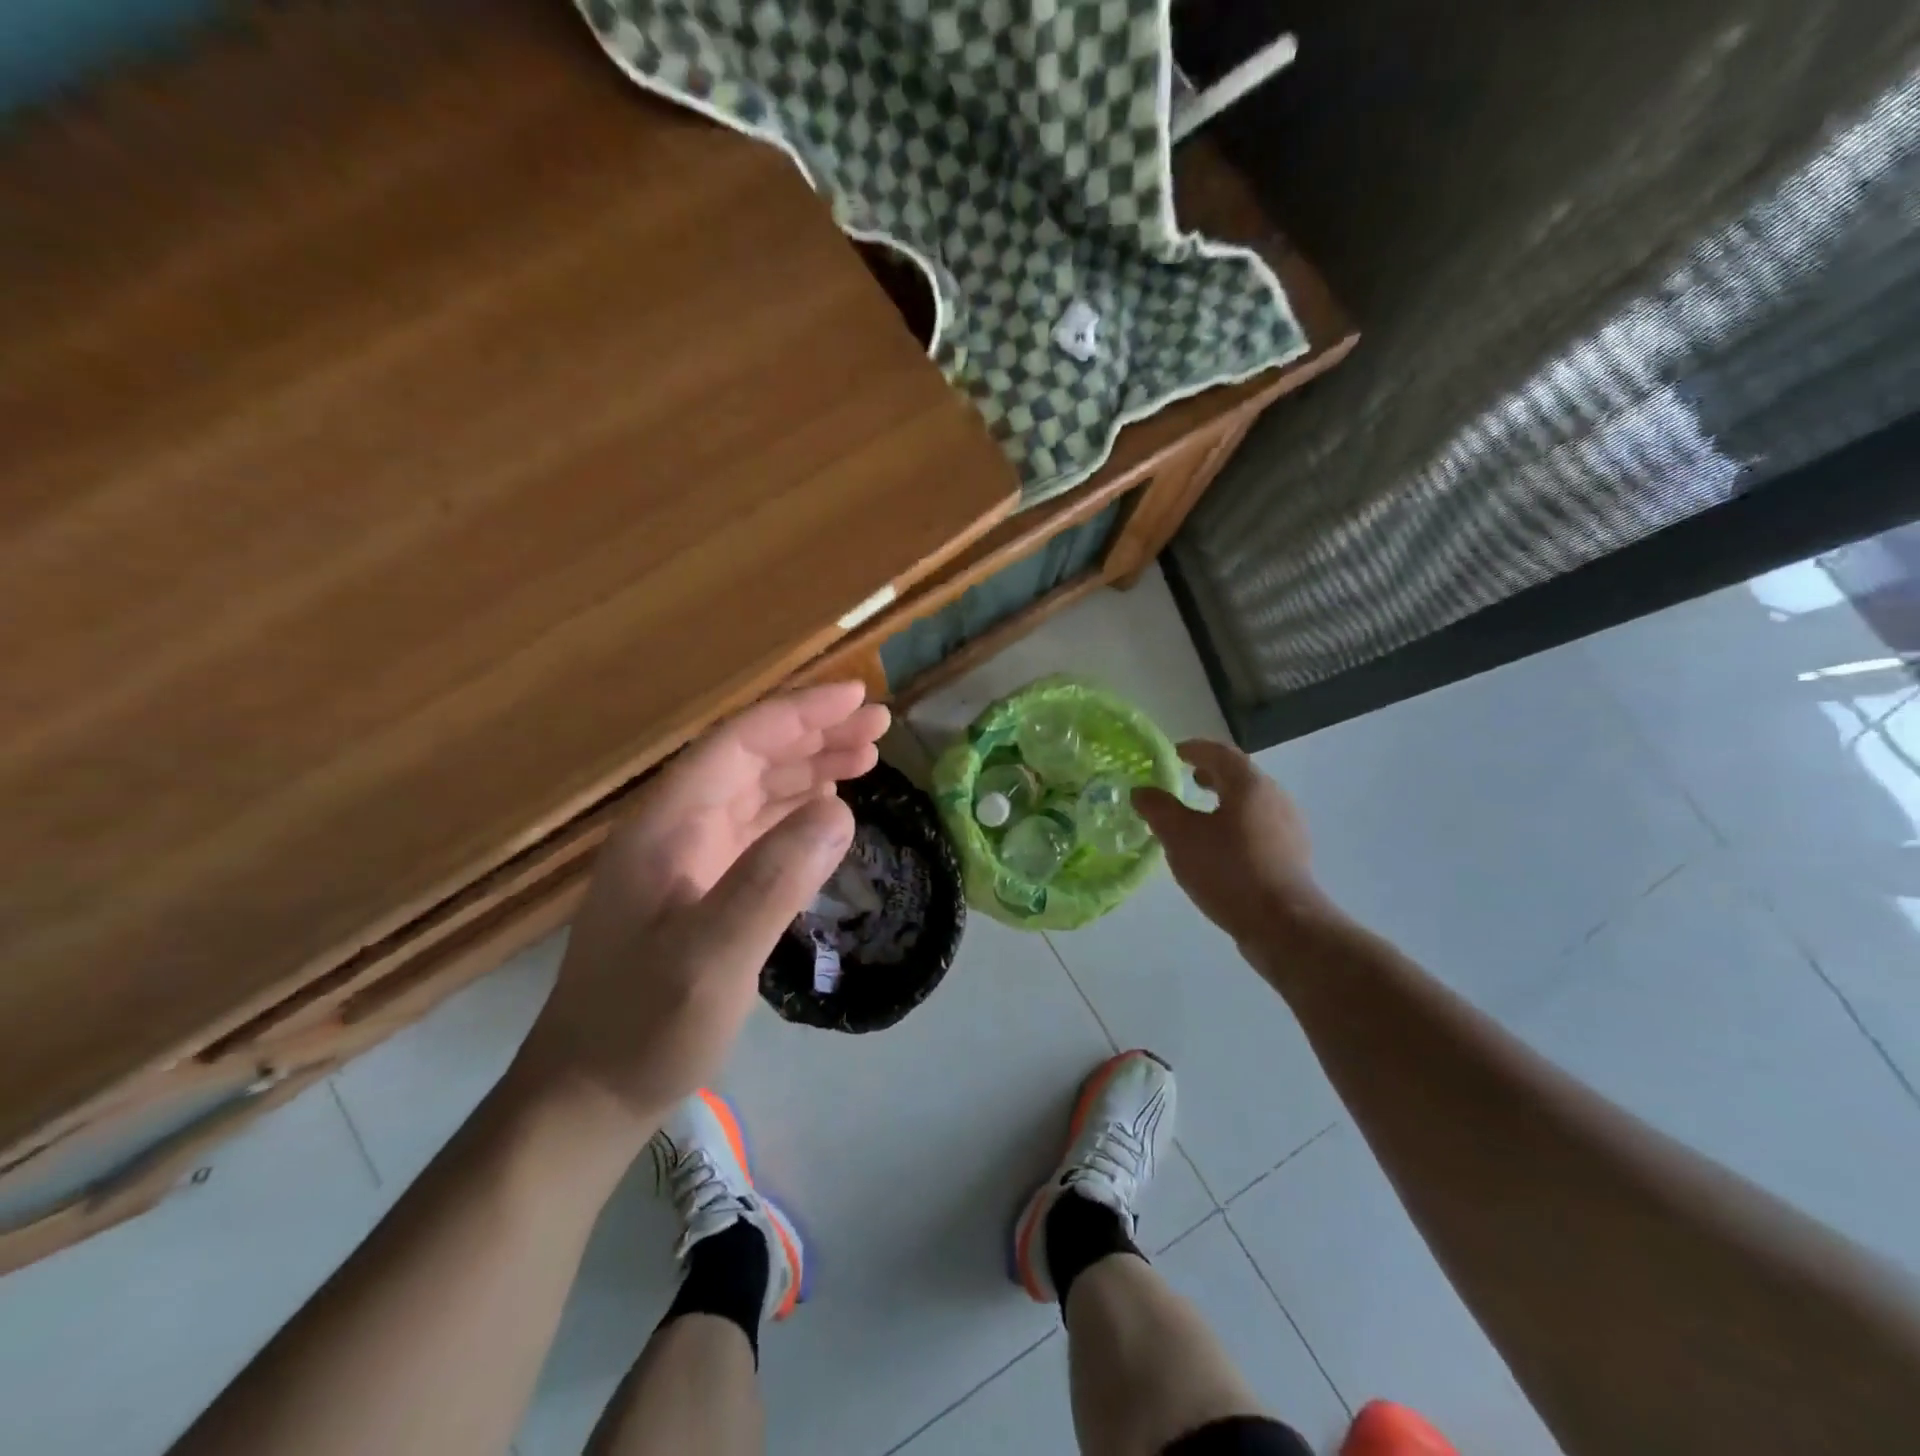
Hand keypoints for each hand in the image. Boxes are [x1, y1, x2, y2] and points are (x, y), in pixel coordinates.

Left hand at [513, 682, 888, 1150]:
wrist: (588, 1097)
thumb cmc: (644, 1027)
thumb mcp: (712, 958)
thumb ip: (773, 880)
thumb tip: (840, 808)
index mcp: (668, 825)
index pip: (740, 742)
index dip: (799, 712)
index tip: (858, 698)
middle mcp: (676, 828)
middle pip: (753, 758)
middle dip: (815, 734)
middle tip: (880, 725)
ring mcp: (687, 859)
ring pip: (758, 791)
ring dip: (811, 767)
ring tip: (868, 756)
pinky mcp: (701, 889)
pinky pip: (757, 829)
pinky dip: (797, 810)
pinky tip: (827, 808)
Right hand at [1131, 741, 1325, 948]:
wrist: (1283, 924)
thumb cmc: (1228, 870)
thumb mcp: (1181, 837)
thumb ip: (1158, 809)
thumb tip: (1142, 791)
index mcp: (1250, 784)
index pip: (1220, 752)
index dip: (1194, 749)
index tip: (1173, 753)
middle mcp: (1275, 797)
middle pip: (1239, 776)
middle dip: (1210, 775)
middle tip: (1184, 780)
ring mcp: (1288, 827)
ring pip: (1250, 803)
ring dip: (1224, 801)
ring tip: (1198, 815)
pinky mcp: (1291, 855)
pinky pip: (1259, 827)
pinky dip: (1235, 824)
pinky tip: (1219, 848)